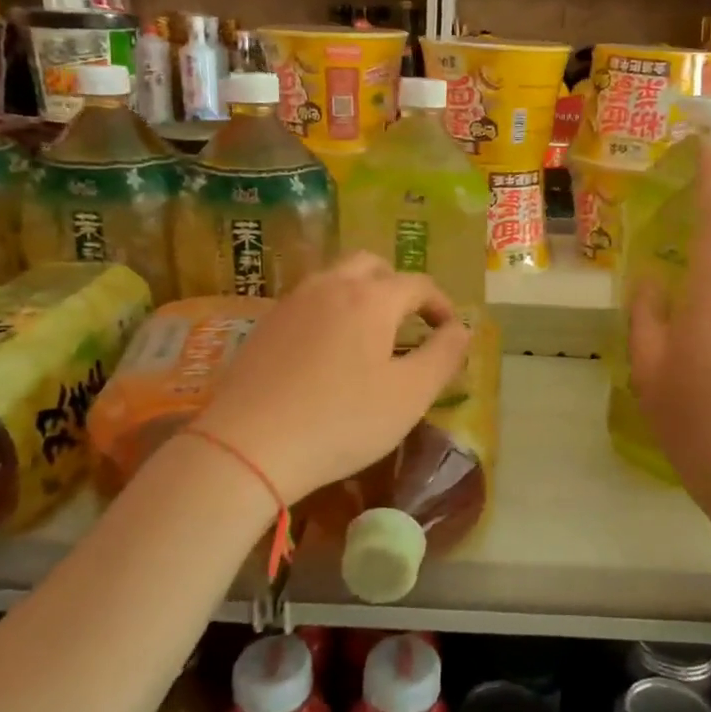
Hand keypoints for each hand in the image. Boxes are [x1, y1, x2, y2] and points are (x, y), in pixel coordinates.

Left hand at [192, 254, 471, 505]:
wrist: (249, 446)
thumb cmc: (342, 421)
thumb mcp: (410, 395)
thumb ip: (444, 356)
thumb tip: (461, 329)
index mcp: (371, 298)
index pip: (417, 284)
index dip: (440, 304)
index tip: (449, 332)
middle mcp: (331, 285)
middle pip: (371, 265)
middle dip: (397, 285)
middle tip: (409, 321)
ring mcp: (292, 302)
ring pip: (335, 278)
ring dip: (361, 293)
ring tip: (370, 333)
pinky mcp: (265, 324)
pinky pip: (308, 301)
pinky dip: (329, 310)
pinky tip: (328, 350)